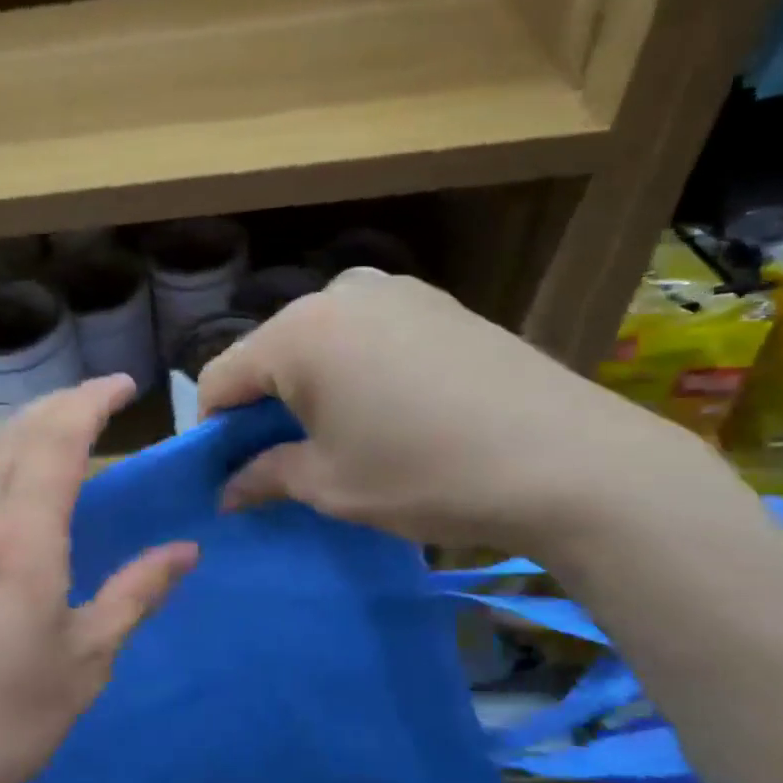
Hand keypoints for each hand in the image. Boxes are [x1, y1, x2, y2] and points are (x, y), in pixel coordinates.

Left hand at [0, 375, 198, 782]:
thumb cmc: (8, 723)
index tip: (121, 387)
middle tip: (93, 404)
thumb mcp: (88, 663)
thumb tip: (186, 551)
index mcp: (23, 546)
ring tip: (43, 437)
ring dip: (12, 433)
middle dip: (56, 407)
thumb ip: (137, 594)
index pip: (56, 444)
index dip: (89, 403)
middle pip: (12, 437)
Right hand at [198, 270, 730, 555]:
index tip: (227, 471)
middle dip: (262, 406)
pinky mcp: (437, 303)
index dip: (212, 429)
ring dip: (310, 388)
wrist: (570, 461)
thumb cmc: (425, 474)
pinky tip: (387, 412)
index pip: (219, 377)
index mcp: (298, 334)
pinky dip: (354, 371)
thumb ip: (264, 477)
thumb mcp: (330, 484)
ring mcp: (394, 291)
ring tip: (339, 437)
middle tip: (281, 459)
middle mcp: (338, 294)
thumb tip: (227, 491)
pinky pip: (366, 334)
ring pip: (319, 341)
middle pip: (269, 354)